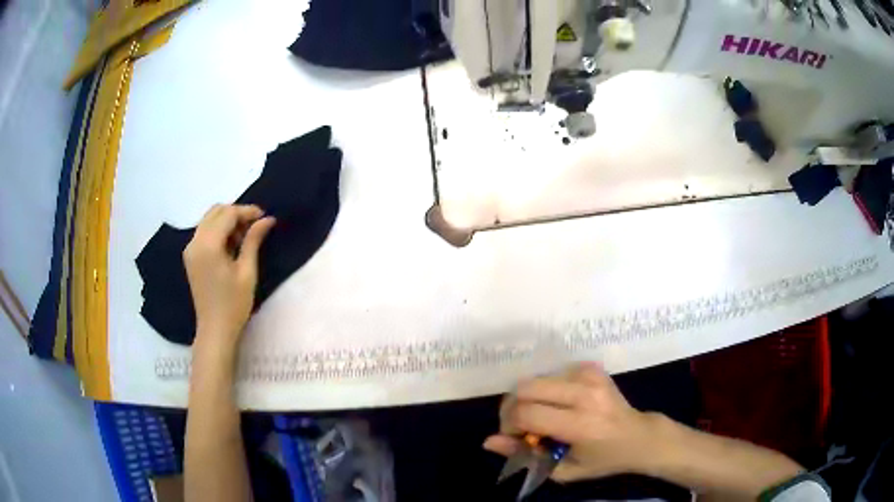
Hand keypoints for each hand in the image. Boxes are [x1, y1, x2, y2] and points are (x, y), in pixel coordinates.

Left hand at [184, 204, 275, 351]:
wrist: (215, 330)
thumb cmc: (234, 304)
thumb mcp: (247, 272)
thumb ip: (253, 241)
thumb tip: (267, 219)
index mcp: (208, 245)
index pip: (227, 214)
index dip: (247, 211)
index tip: (264, 216)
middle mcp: (195, 242)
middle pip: (215, 212)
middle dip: (236, 213)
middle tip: (256, 225)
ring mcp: (190, 249)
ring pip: (209, 220)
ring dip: (227, 221)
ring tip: (245, 236)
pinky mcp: (190, 256)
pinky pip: (204, 232)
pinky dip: (219, 230)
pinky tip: (232, 244)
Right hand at [483, 362, 659, 481]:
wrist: (639, 436)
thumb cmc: (602, 460)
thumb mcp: (563, 470)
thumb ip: (525, 456)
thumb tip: (489, 441)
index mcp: (581, 424)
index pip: (527, 414)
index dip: (510, 426)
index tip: (515, 438)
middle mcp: (585, 393)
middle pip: (525, 388)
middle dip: (512, 407)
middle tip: (520, 426)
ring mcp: (589, 375)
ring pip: (535, 379)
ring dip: (528, 398)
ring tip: (541, 417)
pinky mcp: (591, 367)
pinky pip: (551, 373)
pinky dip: (545, 390)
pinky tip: (557, 404)